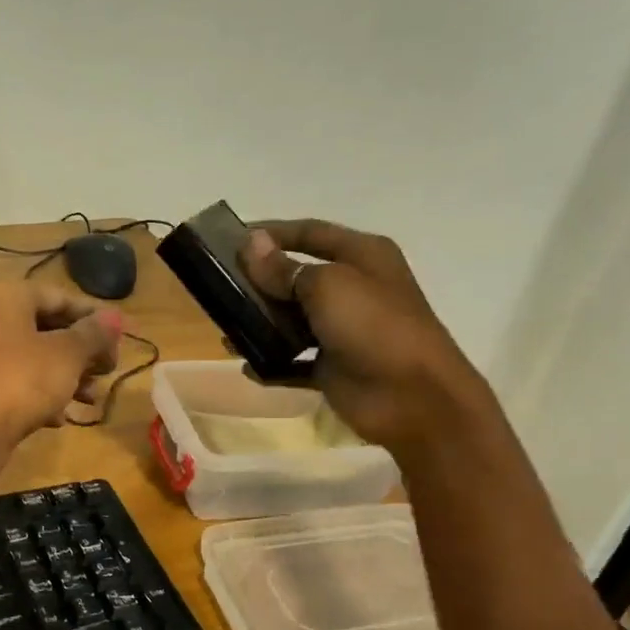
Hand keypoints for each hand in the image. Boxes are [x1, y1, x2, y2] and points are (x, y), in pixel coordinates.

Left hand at [0, 277, 122, 489]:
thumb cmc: (20, 381)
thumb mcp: (67, 355)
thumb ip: (94, 334)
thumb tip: (116, 317)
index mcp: (3, 295)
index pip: (60, 297)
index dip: (95, 319)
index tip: (123, 340)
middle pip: (46, 327)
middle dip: (81, 352)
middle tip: (108, 371)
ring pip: (32, 358)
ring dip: (66, 377)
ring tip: (91, 398)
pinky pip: (14, 382)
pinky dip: (39, 395)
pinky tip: (61, 417)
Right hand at [241, 219, 487, 454]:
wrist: (411, 397)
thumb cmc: (372, 326)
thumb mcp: (326, 286)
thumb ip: (283, 268)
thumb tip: (250, 243)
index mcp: (362, 256)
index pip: (310, 233)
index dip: (272, 233)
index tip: (230, 240)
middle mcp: (353, 289)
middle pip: (297, 277)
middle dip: (260, 281)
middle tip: (218, 286)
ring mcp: (342, 331)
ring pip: (292, 320)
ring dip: (261, 323)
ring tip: (226, 327)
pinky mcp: (332, 368)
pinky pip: (293, 362)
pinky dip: (272, 363)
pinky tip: (247, 365)